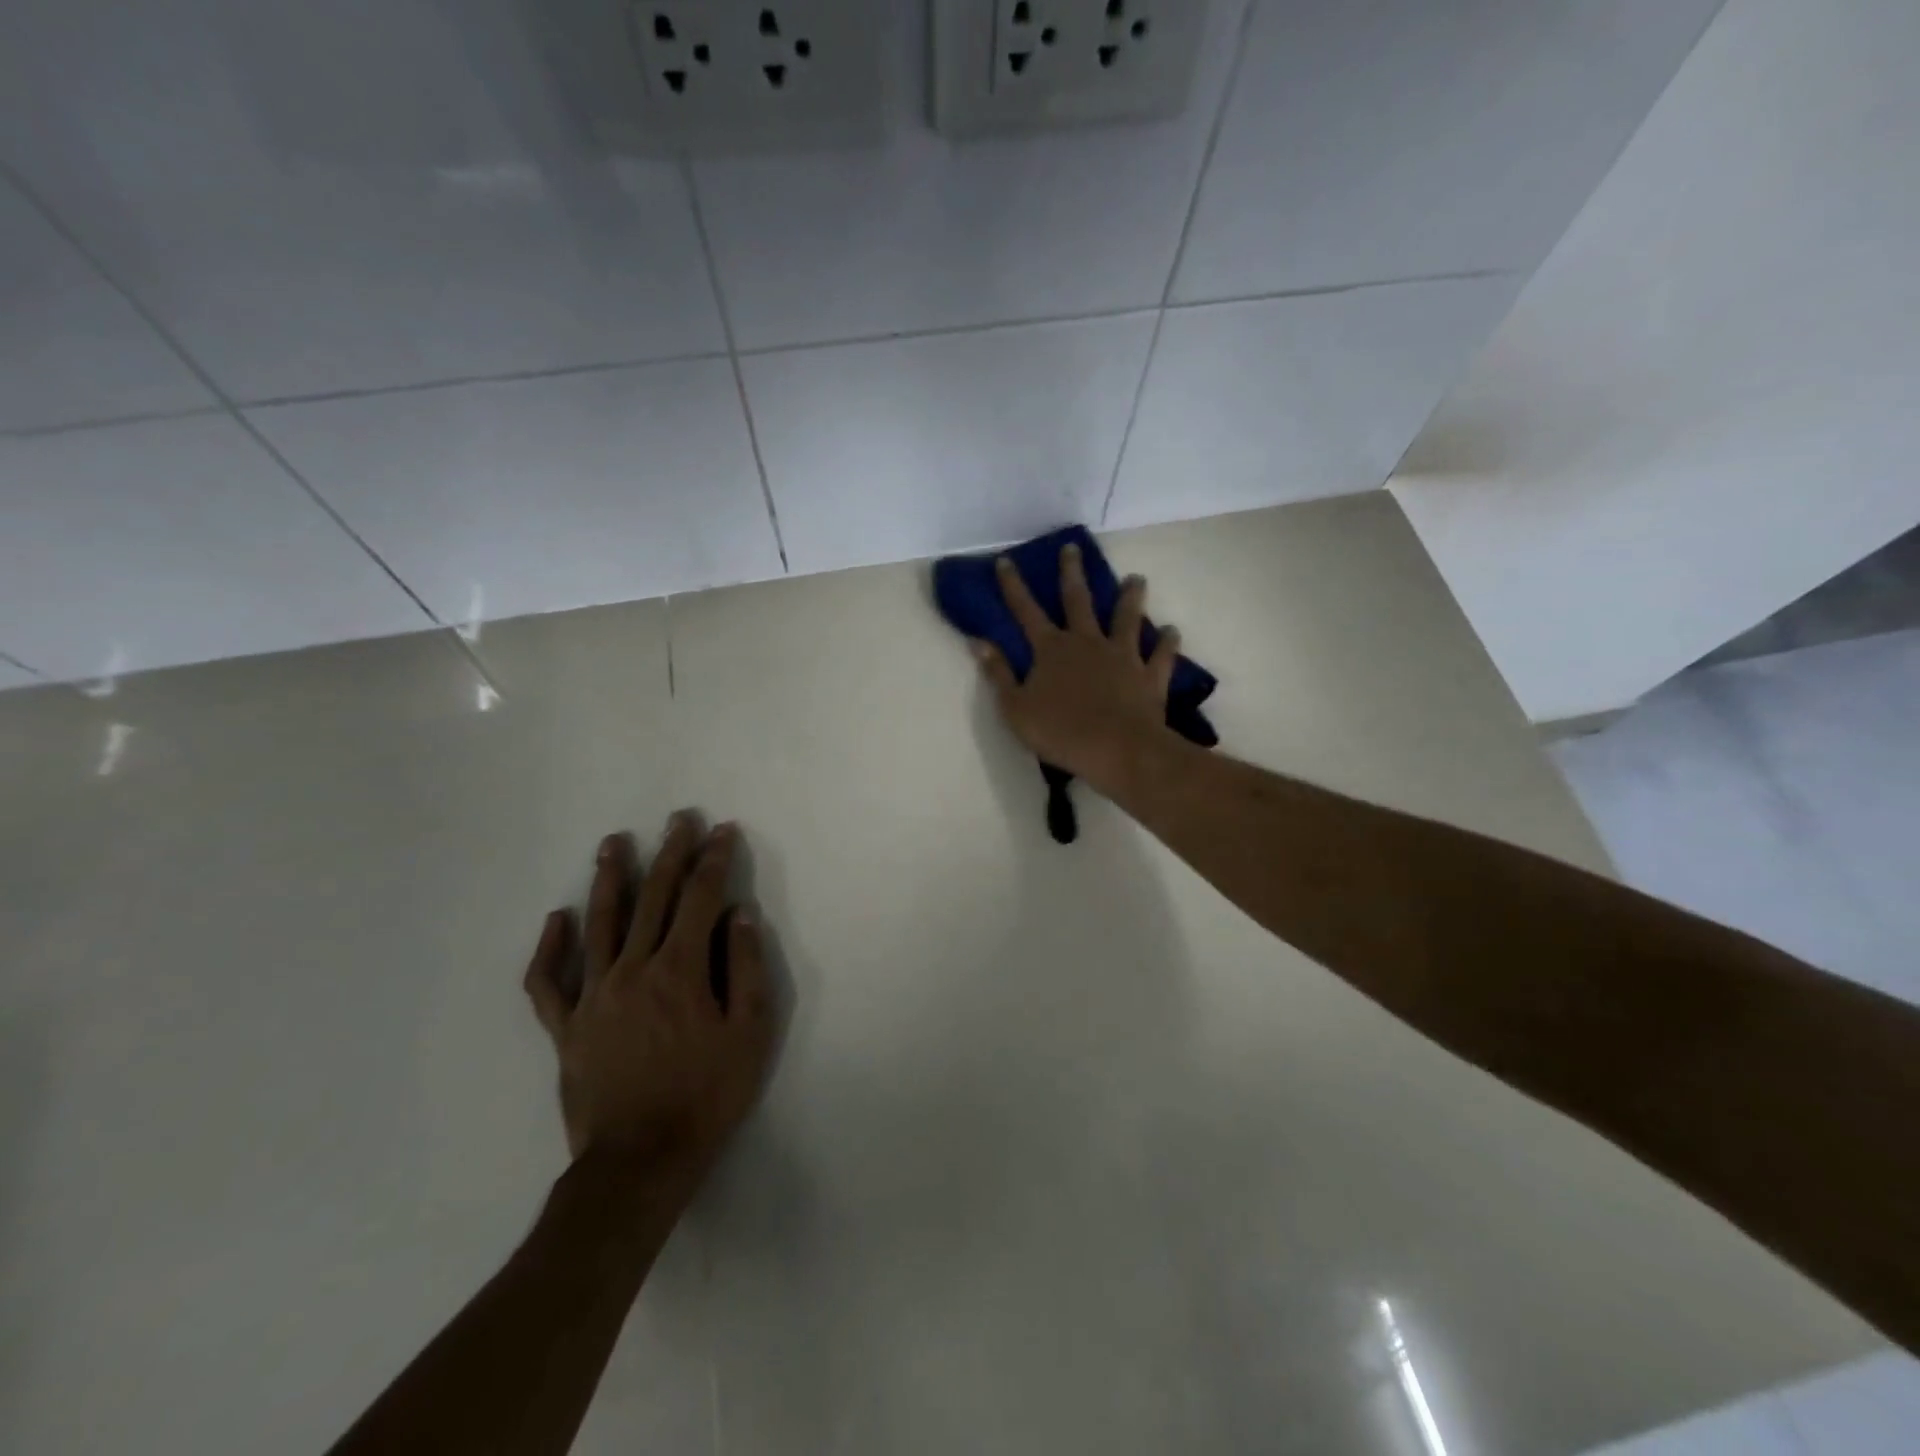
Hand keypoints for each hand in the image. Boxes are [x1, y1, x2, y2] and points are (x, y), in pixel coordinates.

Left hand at [523, 815, 774, 1168]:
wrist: (640, 1161)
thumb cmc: (707, 1095)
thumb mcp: (750, 1033)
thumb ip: (747, 968)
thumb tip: (740, 915)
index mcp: (681, 970)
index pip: (701, 898)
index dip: (714, 860)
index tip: (722, 831)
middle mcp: (634, 969)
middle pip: (654, 898)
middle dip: (670, 853)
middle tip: (677, 819)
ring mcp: (594, 996)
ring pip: (600, 924)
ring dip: (609, 879)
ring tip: (613, 843)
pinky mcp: (567, 1027)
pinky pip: (549, 982)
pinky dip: (550, 948)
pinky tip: (556, 919)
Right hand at [973, 544, 1181, 793]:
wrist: (1117, 750)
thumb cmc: (1060, 732)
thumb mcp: (1015, 708)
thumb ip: (999, 674)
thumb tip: (979, 642)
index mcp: (1051, 650)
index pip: (1026, 611)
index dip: (1014, 586)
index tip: (1006, 560)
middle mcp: (1087, 642)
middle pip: (1078, 601)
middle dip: (1072, 573)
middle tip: (1073, 548)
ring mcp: (1123, 656)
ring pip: (1127, 618)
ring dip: (1131, 597)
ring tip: (1137, 579)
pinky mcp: (1150, 675)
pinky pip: (1161, 654)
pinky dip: (1167, 642)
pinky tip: (1171, 631)